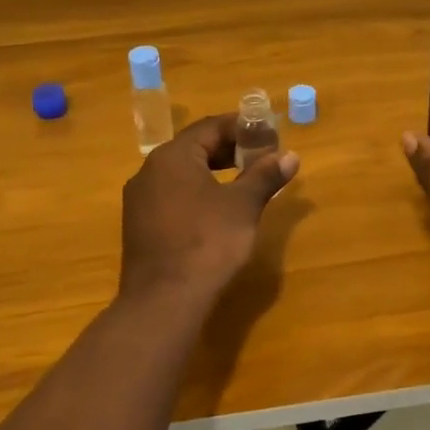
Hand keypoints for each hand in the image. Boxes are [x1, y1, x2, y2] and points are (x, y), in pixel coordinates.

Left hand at [118, 115, 299, 314]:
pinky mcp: (139, 225)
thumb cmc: (207, 243)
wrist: (163, 301)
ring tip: (245, 181)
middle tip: (262, 157)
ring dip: (214, 171)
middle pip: (194, 148)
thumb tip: (290, 156)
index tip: (269, 134)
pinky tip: (217, 210)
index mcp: (172, 156)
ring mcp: (140, 199)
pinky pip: (172, 195)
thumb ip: (265, 176)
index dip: (243, 127)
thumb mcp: (243, 206)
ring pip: (182, 173)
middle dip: (230, 149)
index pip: (210, 127)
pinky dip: (197, 192)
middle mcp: (149, 171)